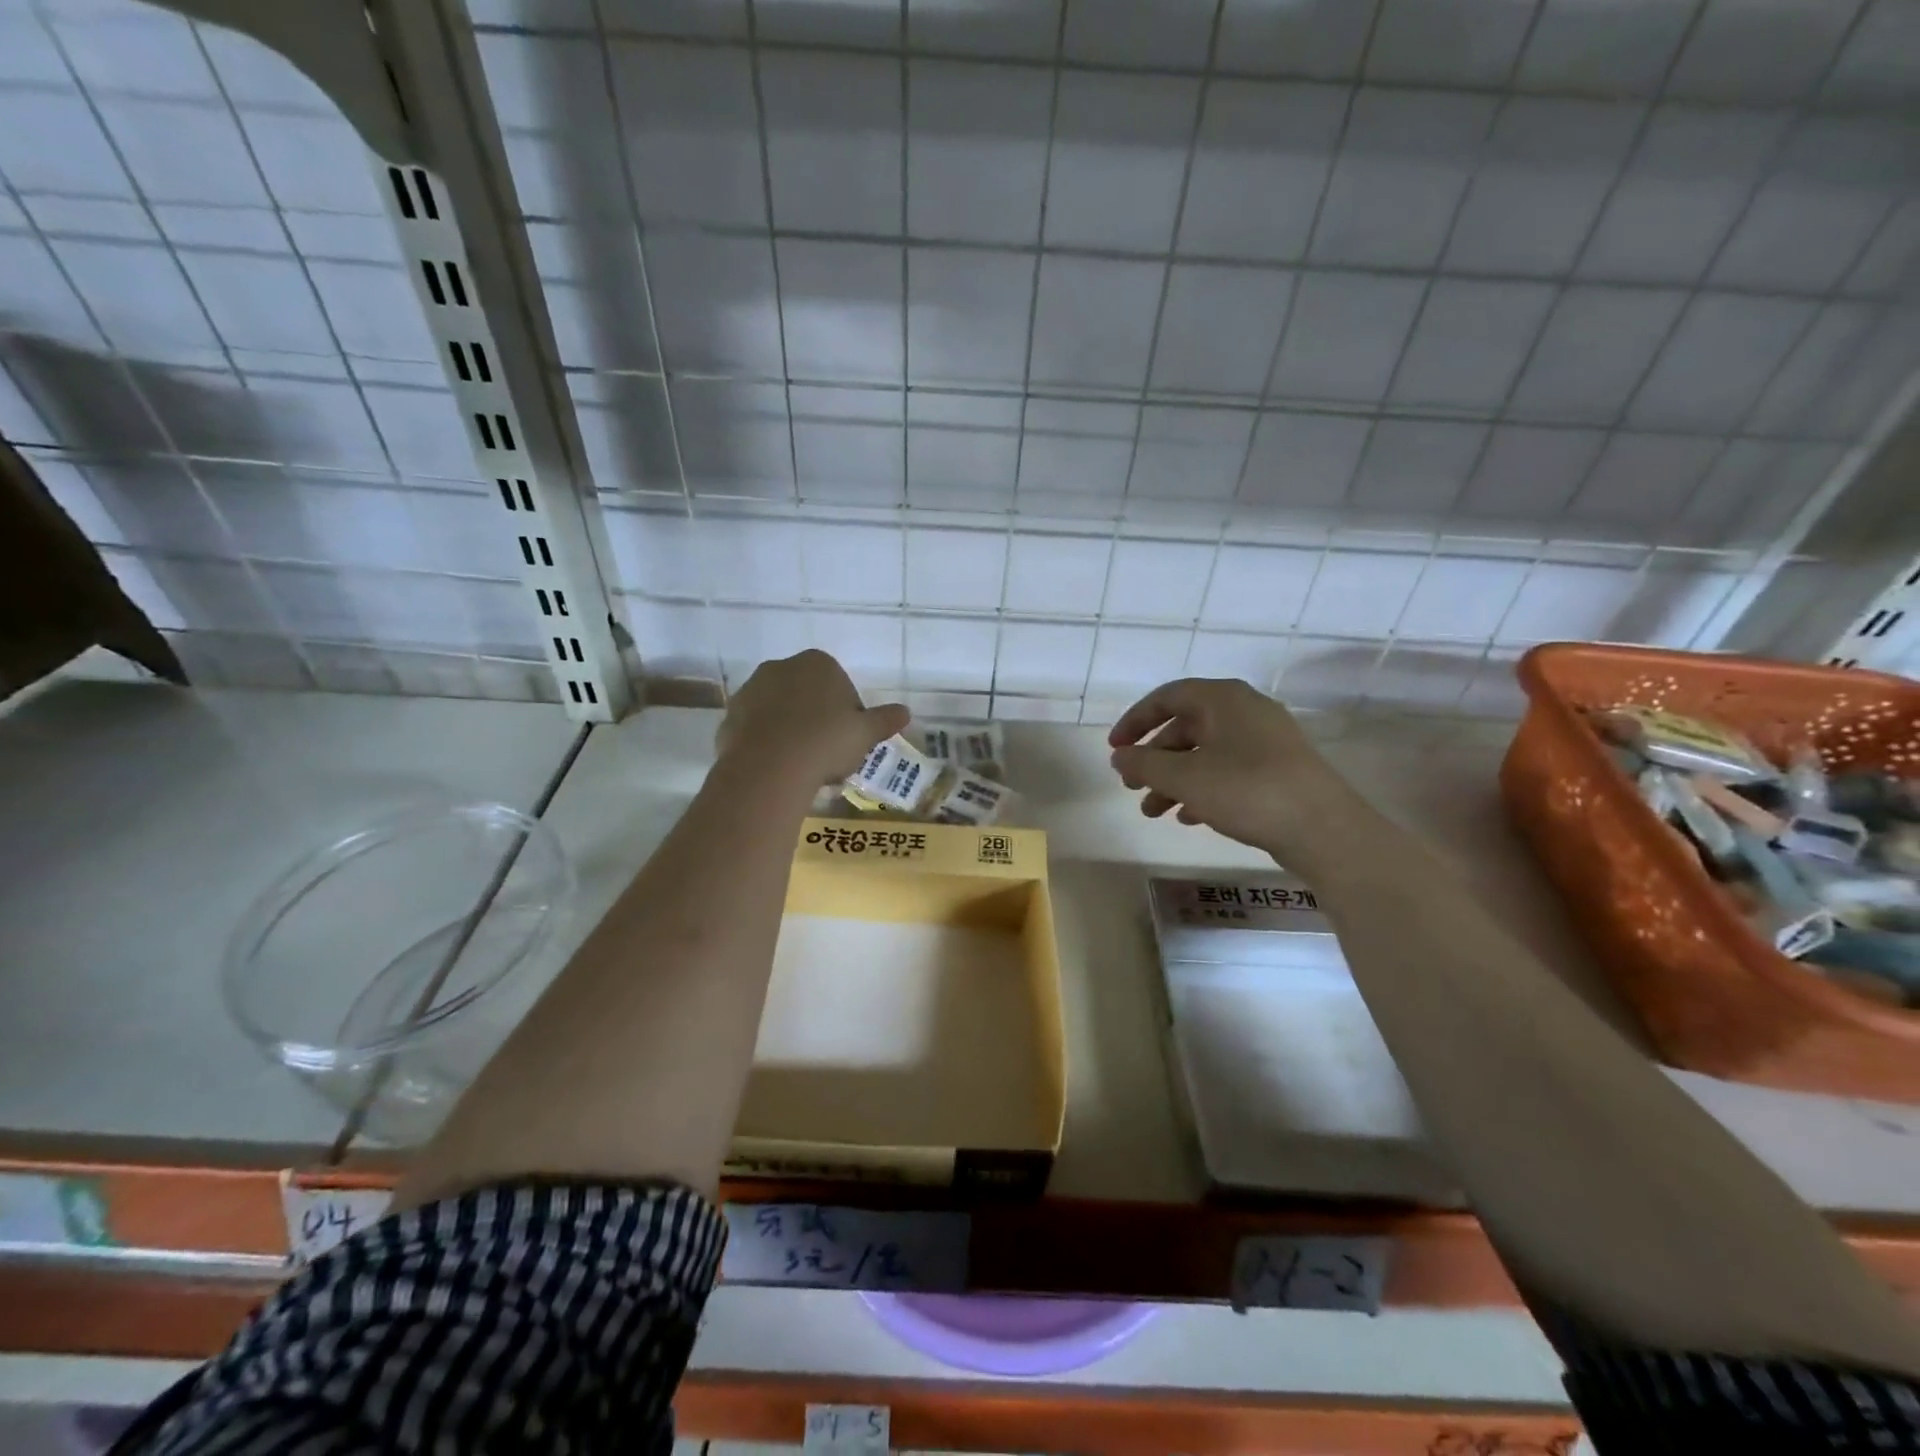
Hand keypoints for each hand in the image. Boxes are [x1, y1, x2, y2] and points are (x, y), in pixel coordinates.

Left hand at [717, 650, 908, 785]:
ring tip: (802, 765)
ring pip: (780, 711)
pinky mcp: (730, 716)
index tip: (849, 740)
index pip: (841, 686)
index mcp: (818, 663)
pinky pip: (756, 729)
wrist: (769, 768)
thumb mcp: (865, 733)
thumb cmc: (826, 742)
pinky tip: (778, 767)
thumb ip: (885, 719)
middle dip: (817, 719)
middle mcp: (781, 667)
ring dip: (791, 730)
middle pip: (808, 695)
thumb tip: (905, 712)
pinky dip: (767, 743)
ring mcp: (751, 690)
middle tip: (827, 754)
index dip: (848, 715)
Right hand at [1108, 678, 1350, 858]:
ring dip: (1173, 779)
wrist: (1324, 829)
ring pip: (1205, 753)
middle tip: (1131, 787)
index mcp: (1223, 699)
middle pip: (1185, 727)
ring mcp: (1266, 740)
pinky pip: (1228, 770)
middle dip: (1153, 759)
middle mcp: (1245, 711)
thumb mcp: (1184, 778)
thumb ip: (1143, 764)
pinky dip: (1202, 789)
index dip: (1135, 721)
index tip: (1115, 749)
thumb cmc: (1247, 790)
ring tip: (1153, 812)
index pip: (1167, 697)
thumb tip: (1120, 757)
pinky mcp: (1278, 769)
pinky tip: (1188, 818)